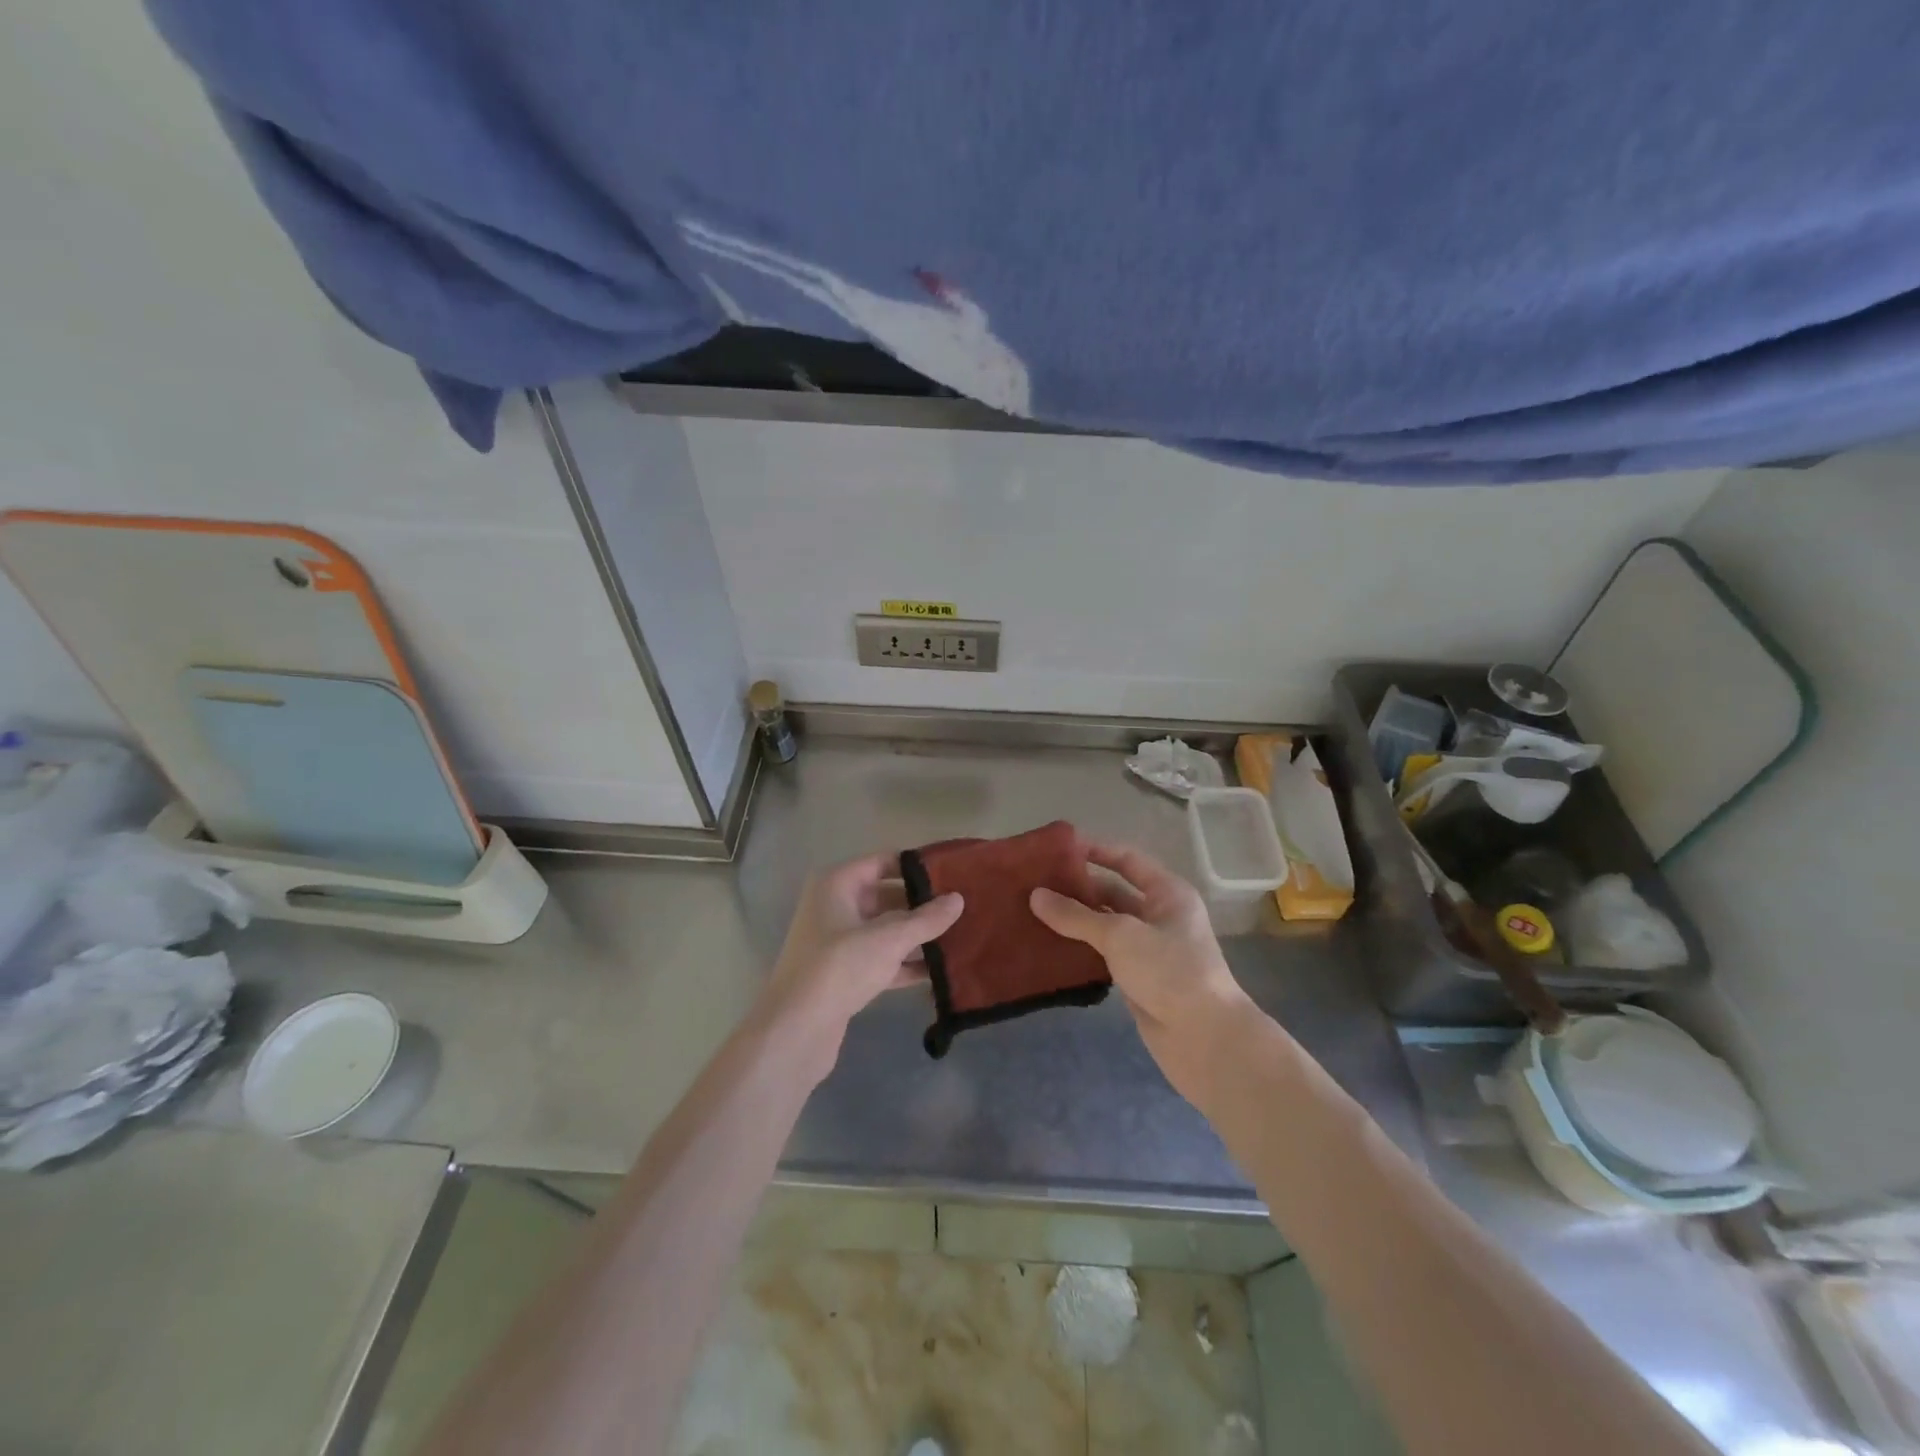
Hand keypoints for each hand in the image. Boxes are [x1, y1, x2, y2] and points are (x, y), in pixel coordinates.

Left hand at [764, 851, 963, 1081]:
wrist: (795, 1031)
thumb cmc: (839, 967)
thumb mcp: (888, 939)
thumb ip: (926, 919)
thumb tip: (958, 899)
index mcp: (837, 884)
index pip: (884, 862)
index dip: (917, 866)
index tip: (954, 872)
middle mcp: (835, 907)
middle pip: (887, 896)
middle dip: (922, 904)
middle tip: (963, 907)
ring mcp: (838, 943)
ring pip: (886, 930)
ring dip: (917, 936)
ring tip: (960, 935)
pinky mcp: (845, 975)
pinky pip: (882, 960)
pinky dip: (906, 964)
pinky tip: (940, 971)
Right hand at [1031, 841, 1252, 1095]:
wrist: (1204, 1039)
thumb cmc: (1169, 971)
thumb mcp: (1120, 935)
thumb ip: (1075, 915)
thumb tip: (1035, 895)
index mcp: (1167, 893)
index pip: (1127, 860)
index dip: (1096, 851)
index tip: (1059, 849)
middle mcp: (1160, 915)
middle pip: (1114, 892)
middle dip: (1078, 888)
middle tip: (1036, 884)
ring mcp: (1150, 949)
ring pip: (1106, 925)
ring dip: (1076, 920)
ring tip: (1034, 912)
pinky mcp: (1138, 978)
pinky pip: (1104, 954)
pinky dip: (1080, 949)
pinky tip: (1050, 946)